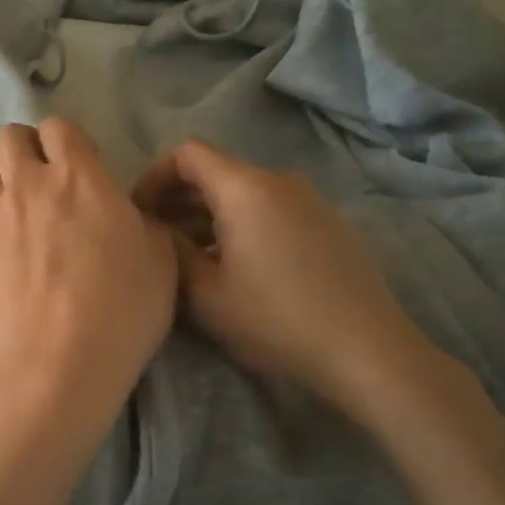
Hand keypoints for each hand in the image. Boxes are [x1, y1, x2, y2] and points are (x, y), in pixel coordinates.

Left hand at [0, 119, 177, 416]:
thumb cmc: (122, 310)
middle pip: (10, 137)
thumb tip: (123, 212)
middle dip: (26, 149)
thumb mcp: (160, 258)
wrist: (58, 364)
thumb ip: (141, 220)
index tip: (78, 168)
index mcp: (80, 176)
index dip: (67, 143)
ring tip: (14, 208)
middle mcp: (28, 182)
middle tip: (43, 182)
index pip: (59, 128)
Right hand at [134, 139, 440, 417]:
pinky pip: (271, 209)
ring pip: (243, 193)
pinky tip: (237, 266)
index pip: (186, 154)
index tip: (138, 215)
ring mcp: (309, 199)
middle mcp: (278, 180)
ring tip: (192, 258)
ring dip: (209, 215)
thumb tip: (157, 229)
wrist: (366, 350)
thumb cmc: (275, 320)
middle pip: (215, 172)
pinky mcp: (328, 223)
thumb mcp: (205, 293)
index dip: (153, 178)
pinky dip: (241, 224)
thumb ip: (172, 251)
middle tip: (156, 240)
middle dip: (177, 199)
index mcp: (245, 187)